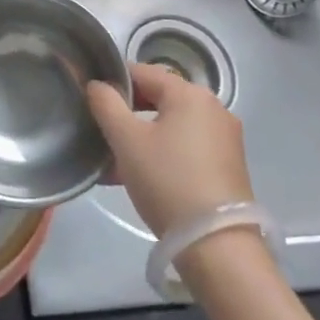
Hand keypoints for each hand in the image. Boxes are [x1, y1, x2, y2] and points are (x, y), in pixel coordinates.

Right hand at [87, 62, 253, 238]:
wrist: (217, 246)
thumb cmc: (167, 181)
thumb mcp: (126, 140)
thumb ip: (106, 104)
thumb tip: (97, 85)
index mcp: (190, 94)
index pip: (142, 72)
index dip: (112, 83)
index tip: (90, 102)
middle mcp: (213, 108)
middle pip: (158, 99)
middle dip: (126, 115)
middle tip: (101, 135)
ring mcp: (224, 138)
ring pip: (170, 126)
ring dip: (141, 138)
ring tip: (114, 164)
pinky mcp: (228, 166)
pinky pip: (186, 147)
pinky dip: (162, 154)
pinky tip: (139, 178)